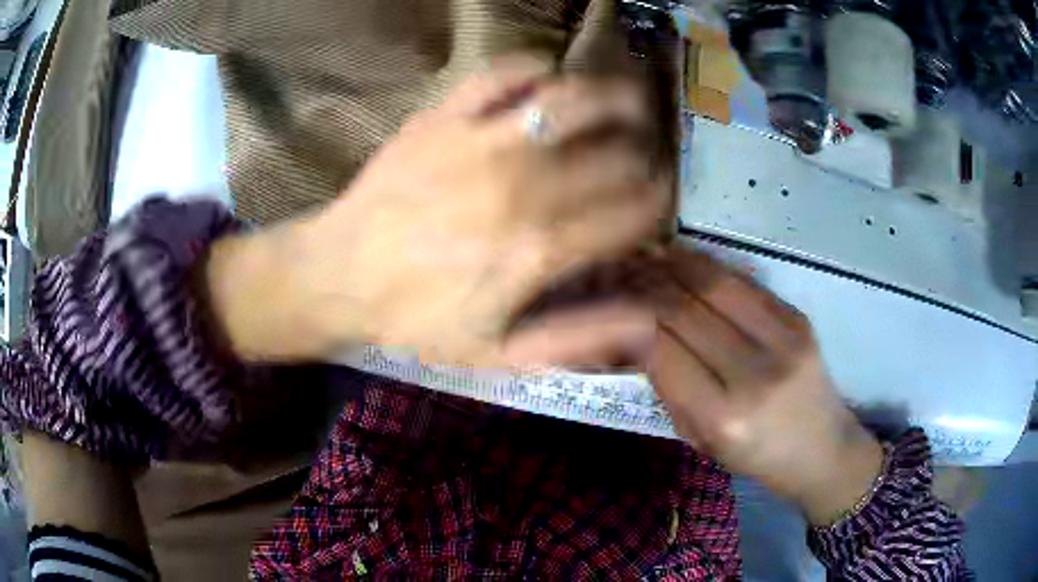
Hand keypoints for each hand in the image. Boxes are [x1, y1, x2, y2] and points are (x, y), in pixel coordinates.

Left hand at [206, 56, 667, 365]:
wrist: (339, 276)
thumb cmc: (417, 319)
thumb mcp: (499, 353)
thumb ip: (577, 338)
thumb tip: (648, 317)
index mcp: (540, 249)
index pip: (634, 212)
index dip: (658, 204)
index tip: (657, 203)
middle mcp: (522, 186)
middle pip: (617, 154)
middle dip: (646, 156)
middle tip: (643, 159)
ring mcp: (482, 141)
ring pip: (575, 99)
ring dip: (617, 97)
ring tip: (631, 102)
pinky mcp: (446, 115)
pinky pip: (505, 72)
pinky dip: (537, 68)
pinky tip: (550, 83)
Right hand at [646, 247, 882, 524]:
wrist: (823, 448)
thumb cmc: (755, 456)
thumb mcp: (700, 438)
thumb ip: (669, 387)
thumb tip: (638, 332)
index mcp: (722, 415)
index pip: (660, 348)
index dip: (628, 318)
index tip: (609, 303)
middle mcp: (752, 374)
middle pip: (684, 309)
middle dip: (645, 284)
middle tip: (622, 272)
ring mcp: (783, 340)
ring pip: (713, 284)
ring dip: (674, 264)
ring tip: (649, 255)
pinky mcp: (799, 319)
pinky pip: (744, 282)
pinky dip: (708, 266)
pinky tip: (687, 260)